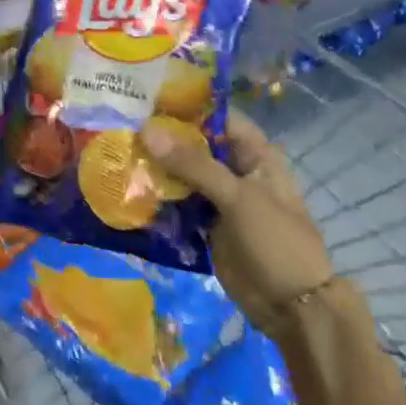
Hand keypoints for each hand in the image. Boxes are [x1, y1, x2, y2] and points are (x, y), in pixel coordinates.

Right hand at [141, 109, 336, 334]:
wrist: (291, 306)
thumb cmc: (275, 241)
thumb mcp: (238, 197)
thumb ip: (194, 164)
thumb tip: (146, 131)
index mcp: (255, 155)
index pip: (217, 118)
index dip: (186, 107)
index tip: (145, 99)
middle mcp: (236, 171)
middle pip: (195, 146)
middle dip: (161, 139)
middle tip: (119, 126)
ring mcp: (219, 199)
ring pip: (182, 175)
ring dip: (155, 168)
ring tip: (114, 153)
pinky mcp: (204, 225)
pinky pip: (177, 204)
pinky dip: (157, 197)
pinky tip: (126, 188)